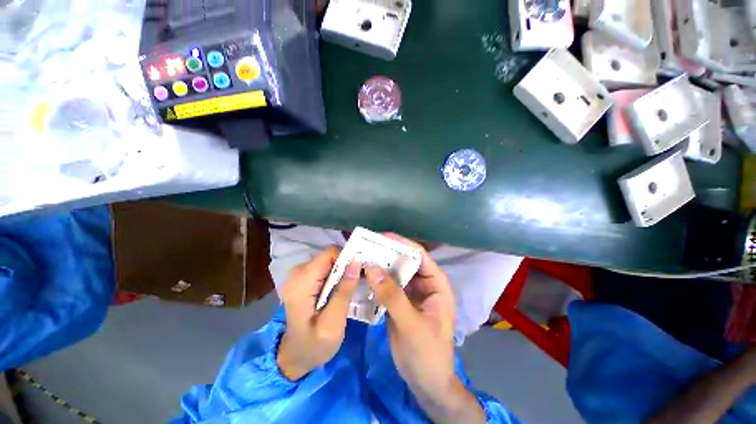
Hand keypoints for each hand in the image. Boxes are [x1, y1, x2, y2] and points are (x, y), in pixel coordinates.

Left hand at [277, 247, 359, 380]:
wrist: (295, 355)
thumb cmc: (315, 344)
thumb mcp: (334, 323)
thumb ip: (345, 290)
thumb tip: (356, 261)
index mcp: (301, 284)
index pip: (329, 254)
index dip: (347, 259)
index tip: (360, 271)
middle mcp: (297, 273)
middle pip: (329, 256)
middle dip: (346, 264)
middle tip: (358, 281)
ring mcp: (299, 274)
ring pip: (329, 260)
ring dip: (343, 269)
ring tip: (351, 286)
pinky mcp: (304, 277)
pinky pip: (325, 266)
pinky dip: (336, 273)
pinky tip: (341, 287)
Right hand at [365, 234, 484, 423]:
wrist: (426, 383)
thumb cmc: (427, 354)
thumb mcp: (410, 325)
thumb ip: (392, 296)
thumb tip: (372, 269)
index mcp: (436, 284)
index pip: (420, 256)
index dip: (402, 244)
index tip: (381, 237)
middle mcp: (425, 284)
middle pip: (406, 261)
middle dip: (388, 253)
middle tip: (366, 246)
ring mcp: (412, 293)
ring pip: (396, 272)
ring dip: (381, 266)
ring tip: (362, 257)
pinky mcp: (401, 302)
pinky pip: (389, 285)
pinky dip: (378, 280)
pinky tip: (364, 276)